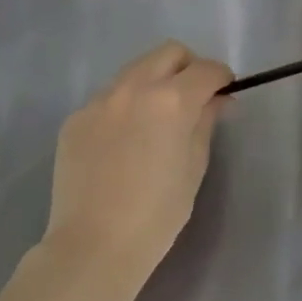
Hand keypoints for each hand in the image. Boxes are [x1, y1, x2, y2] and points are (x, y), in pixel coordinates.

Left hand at [43, 42, 231, 285]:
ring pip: (136, 70)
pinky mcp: (76, 118)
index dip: (222, 78)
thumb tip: (216, 100)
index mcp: (171, 100)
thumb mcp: (194, 166)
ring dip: (154, 82)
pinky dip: (125, 106)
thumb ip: (206, 122)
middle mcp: (134, 88)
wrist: (92, 247)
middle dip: (188, 68)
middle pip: (169, 53)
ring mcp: (100, 100)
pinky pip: (109, 97)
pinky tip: (125, 141)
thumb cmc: (157, 214)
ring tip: (156, 119)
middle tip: (194, 98)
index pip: (206, 70)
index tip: (225, 94)